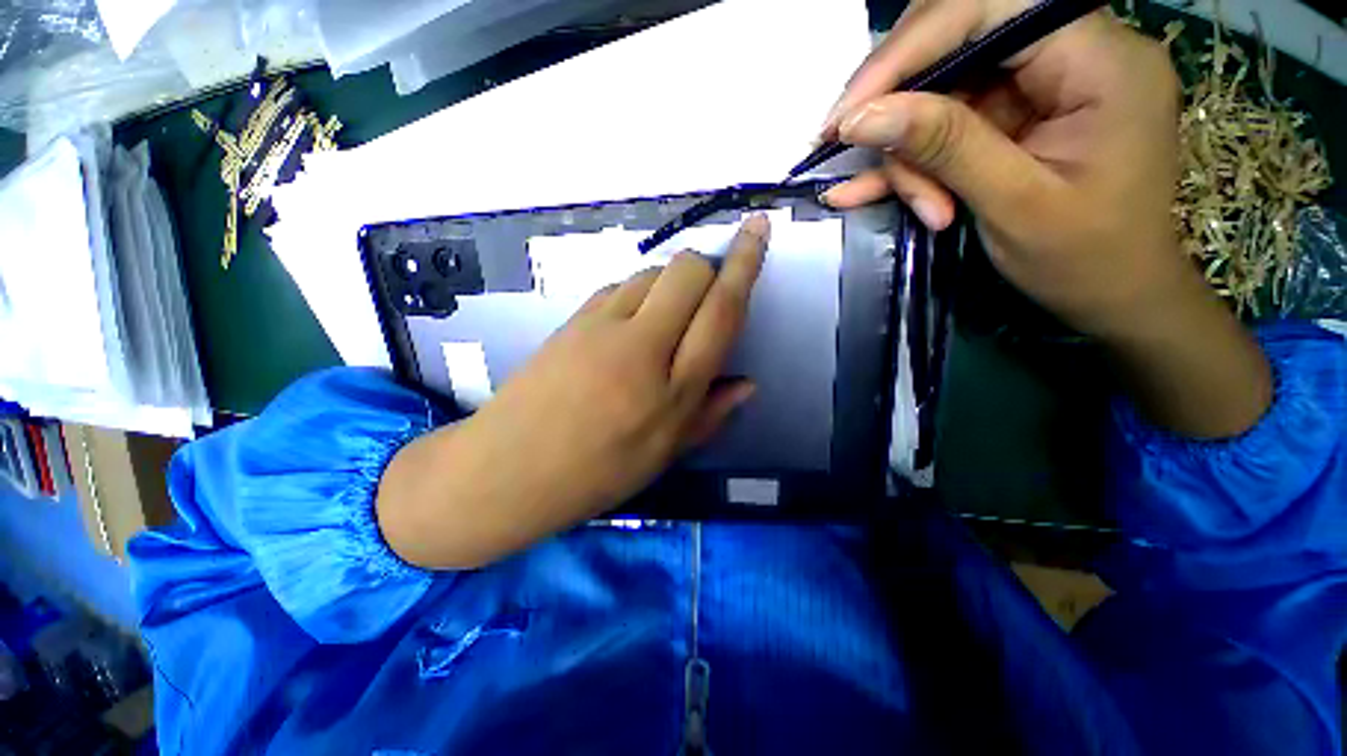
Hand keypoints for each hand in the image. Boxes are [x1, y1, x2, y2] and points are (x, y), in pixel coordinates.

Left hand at [377, 215, 768, 568]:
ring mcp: (600, 326)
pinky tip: (630, 326)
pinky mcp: (572, 319)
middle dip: (707, 269)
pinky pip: (618, 286)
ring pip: (651, 272)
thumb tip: (747, 385)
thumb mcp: (663, 454)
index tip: (758, 227)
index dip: (745, 265)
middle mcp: (640, 347)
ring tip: (664, 322)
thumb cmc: (595, 473)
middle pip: (687, 272)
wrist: (507, 469)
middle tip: (704, 300)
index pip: (720, 311)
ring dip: (670, 284)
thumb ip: (709, 414)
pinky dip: (637, 293)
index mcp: (672, 390)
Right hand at [825, 3, 1185, 336]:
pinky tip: (866, 191)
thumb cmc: (1084, 258)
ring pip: (944, 92)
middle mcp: (1074, 51)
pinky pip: (950, 123)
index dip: (907, 51)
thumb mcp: (1012, 203)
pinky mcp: (1020, 113)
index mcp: (1099, 59)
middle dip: (902, 107)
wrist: (1116, 293)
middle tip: (853, 155)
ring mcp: (1044, 83)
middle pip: (959, 44)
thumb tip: (862, 117)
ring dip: (912, 155)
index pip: (987, 9)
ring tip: (921, 206)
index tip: (846, 114)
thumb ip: (944, 147)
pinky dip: (911, 161)